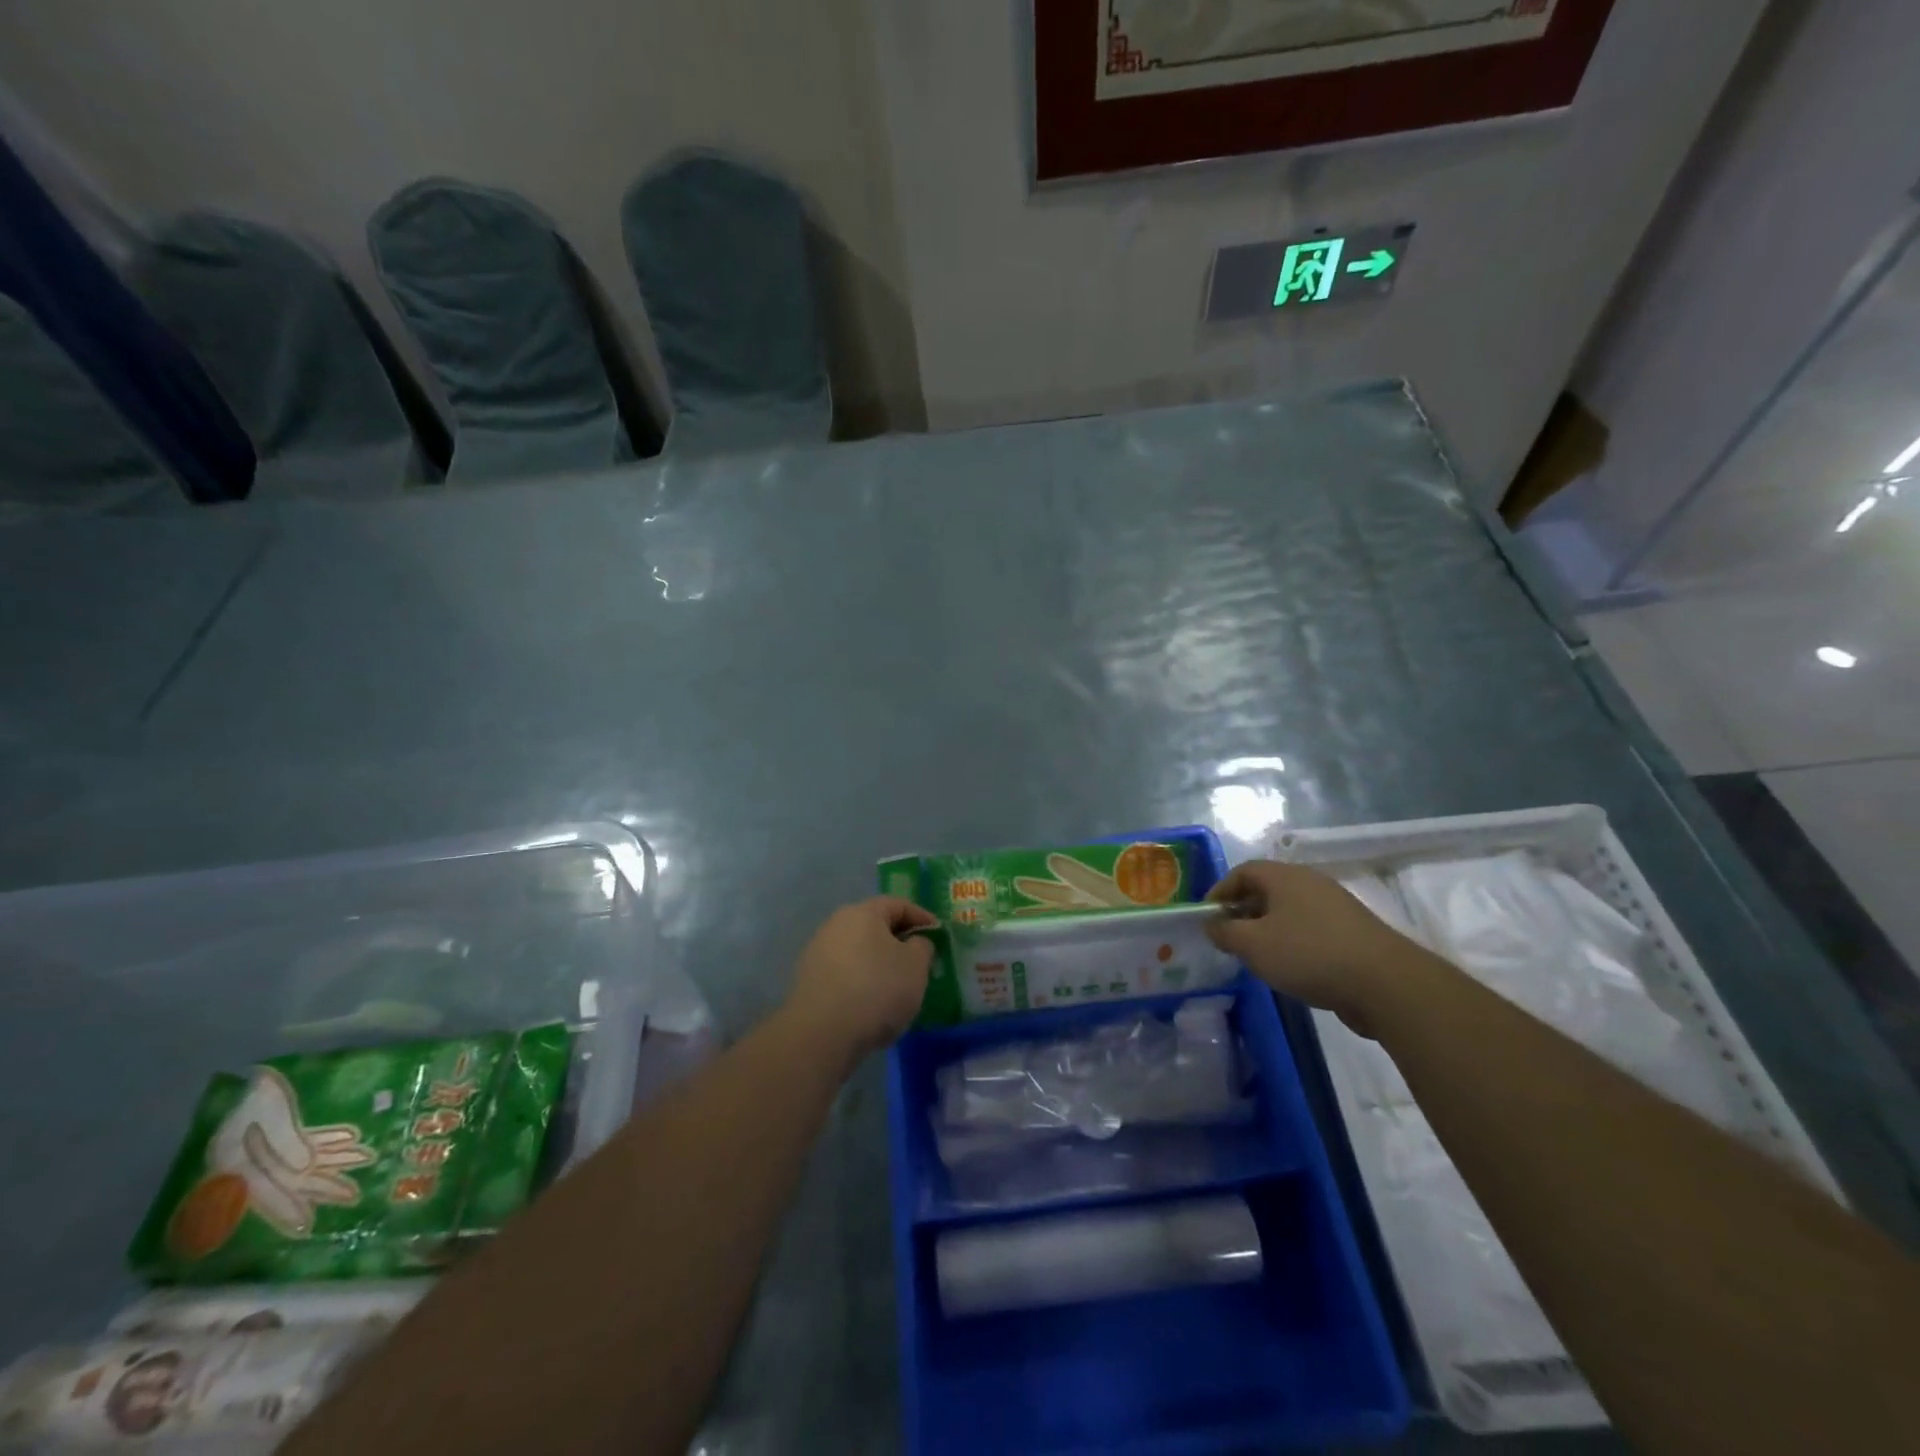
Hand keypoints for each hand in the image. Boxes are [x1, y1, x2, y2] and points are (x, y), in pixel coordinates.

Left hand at [782, 897, 938, 1063]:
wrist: (822, 1033)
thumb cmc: (877, 989)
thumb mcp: (915, 966)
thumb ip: (922, 946)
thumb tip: (915, 942)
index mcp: (863, 912)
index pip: (898, 905)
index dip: (921, 917)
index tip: (938, 935)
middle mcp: (836, 924)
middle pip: (875, 926)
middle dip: (899, 941)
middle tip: (919, 960)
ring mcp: (818, 951)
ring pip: (858, 950)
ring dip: (879, 962)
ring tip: (897, 985)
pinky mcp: (809, 980)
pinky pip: (844, 972)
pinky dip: (861, 980)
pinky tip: (872, 1002)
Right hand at [1206, 861, 1416, 1029]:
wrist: (1385, 983)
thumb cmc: (1308, 954)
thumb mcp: (1253, 945)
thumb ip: (1225, 932)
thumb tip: (1212, 924)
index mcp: (1284, 876)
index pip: (1242, 871)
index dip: (1219, 892)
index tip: (1207, 918)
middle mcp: (1309, 882)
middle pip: (1266, 889)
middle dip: (1242, 911)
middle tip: (1228, 938)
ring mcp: (1334, 906)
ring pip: (1288, 910)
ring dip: (1267, 928)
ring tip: (1256, 956)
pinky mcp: (1352, 931)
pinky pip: (1310, 928)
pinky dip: (1292, 941)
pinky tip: (1290, 967)